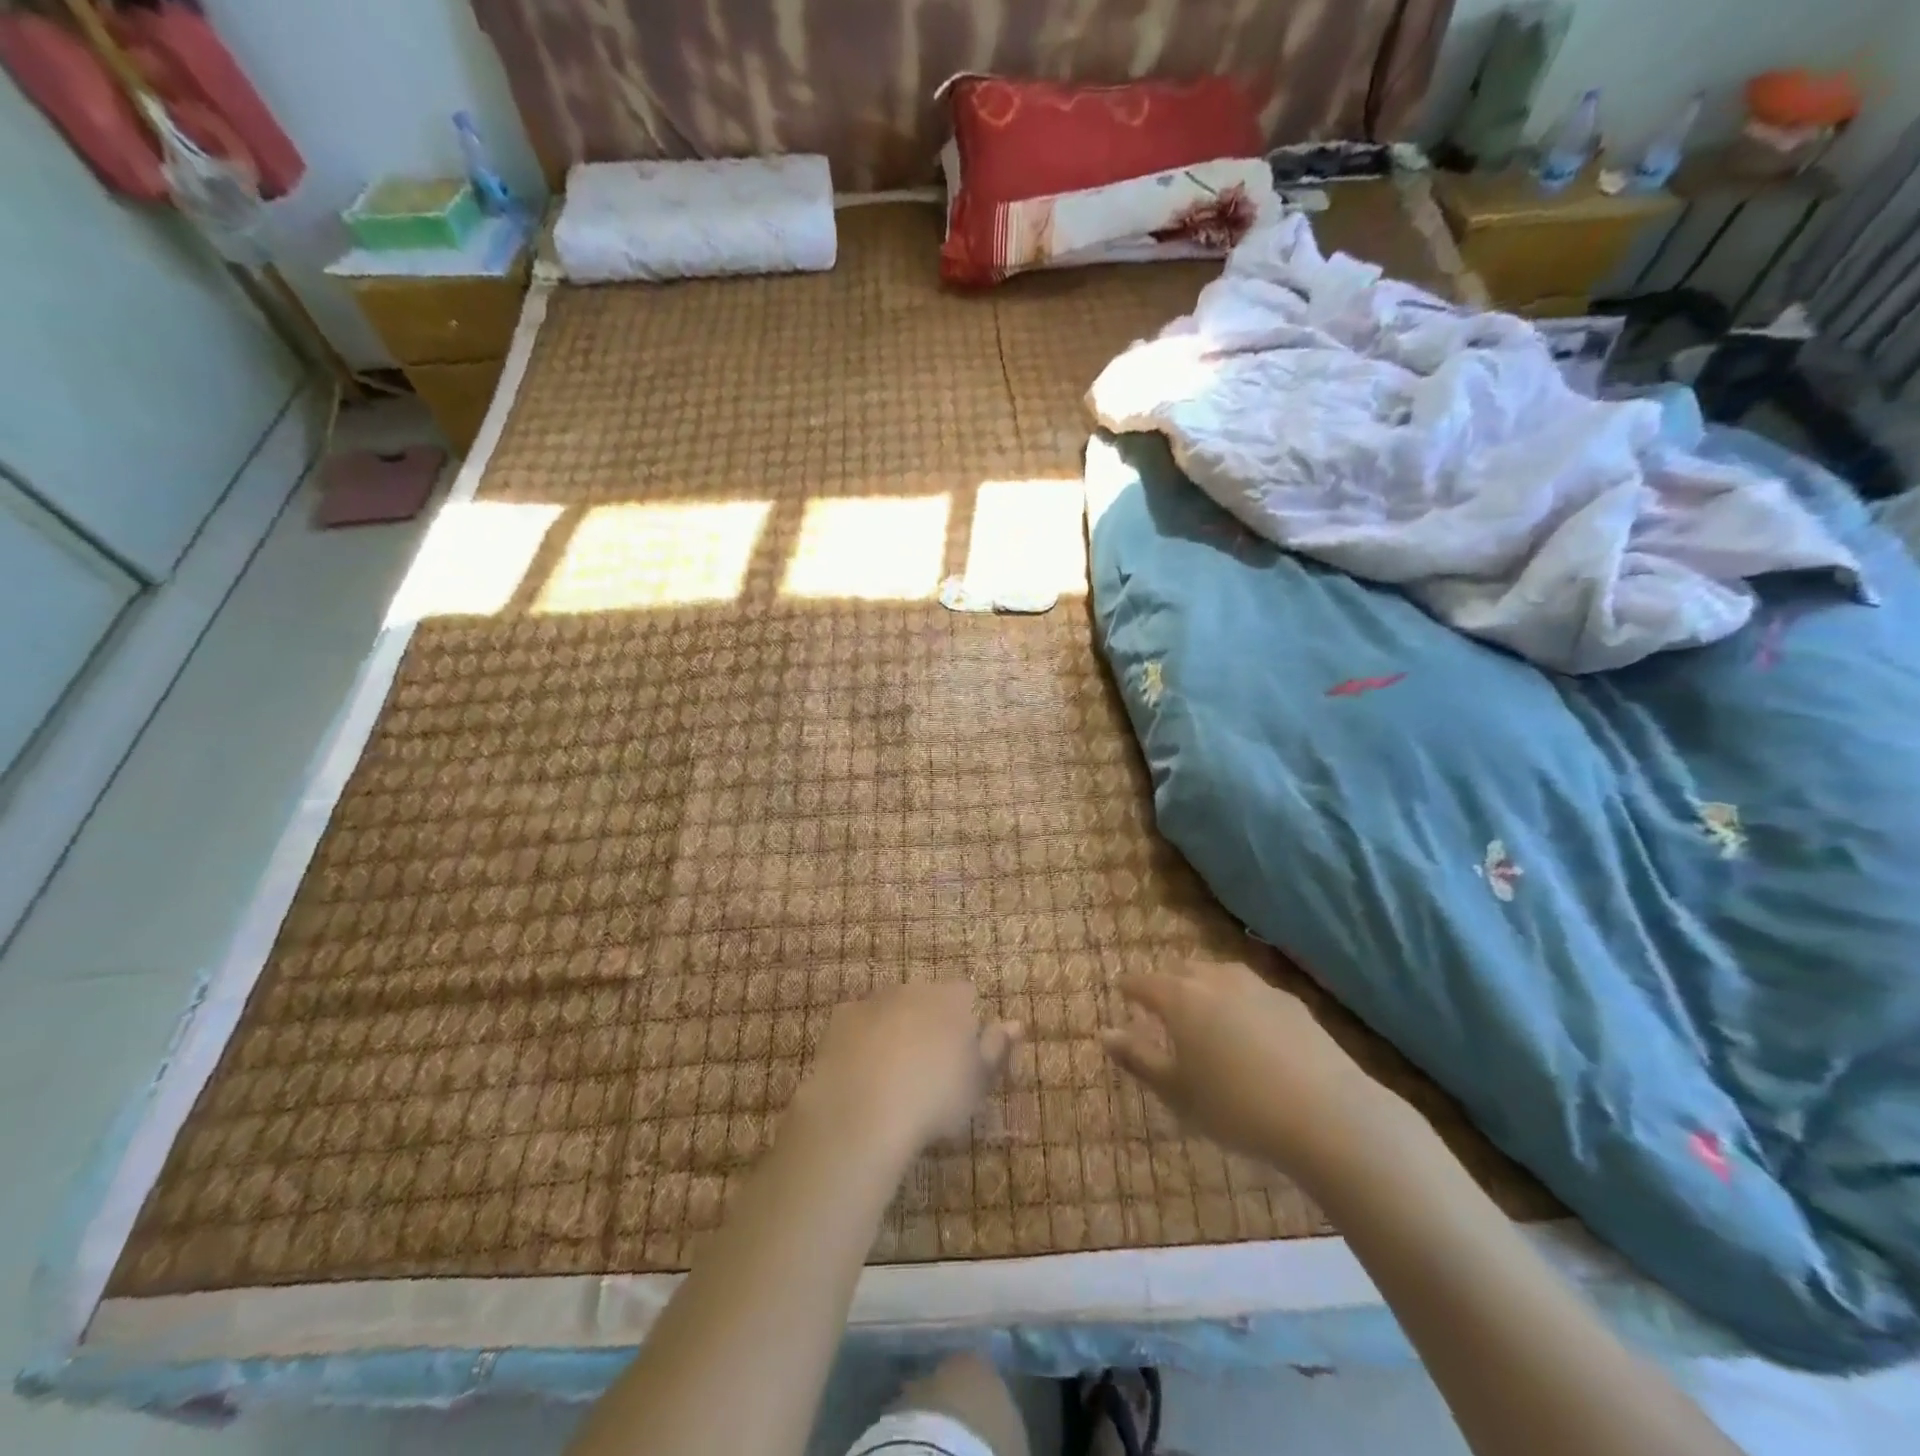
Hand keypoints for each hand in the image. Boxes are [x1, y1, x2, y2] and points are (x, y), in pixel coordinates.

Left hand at [799, 981, 1020, 1155]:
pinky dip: (863, 1040)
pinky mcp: (841, 1018)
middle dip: (930, 1021)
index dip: (967, 1022)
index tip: (964, 1055)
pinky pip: (859, 1023)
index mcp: (952, 999)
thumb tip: (1015, 1023)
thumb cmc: (934, 1098)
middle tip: (929, 1067)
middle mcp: (914, 988)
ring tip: (894, 1075)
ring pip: (892, 1009)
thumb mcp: (978, 1082)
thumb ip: (996, 1048)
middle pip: (928, 998)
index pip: (967, 995)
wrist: (862, 1110)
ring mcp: (874, 1000)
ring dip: (896, 1029)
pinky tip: (862, 1072)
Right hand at [1102, 959, 1401, 1180]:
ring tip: (1203, 1009)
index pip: (1144, 982)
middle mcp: (1215, 979)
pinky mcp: (1290, 1002)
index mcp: (1180, 997)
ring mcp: (1257, 986)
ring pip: (1219, 974)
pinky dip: (1238, 1000)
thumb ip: (1138, 1058)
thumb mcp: (1177, 1091)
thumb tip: (1105, 1033)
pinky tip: (1248, 1026)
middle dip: (1167, 982)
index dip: (1130, 986)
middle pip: (1182, 970)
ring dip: (1204, 985)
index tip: (1121, 990)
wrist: (1325, 1114)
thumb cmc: (1235, 1106)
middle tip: (1161, 1003)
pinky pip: (1251, 990)